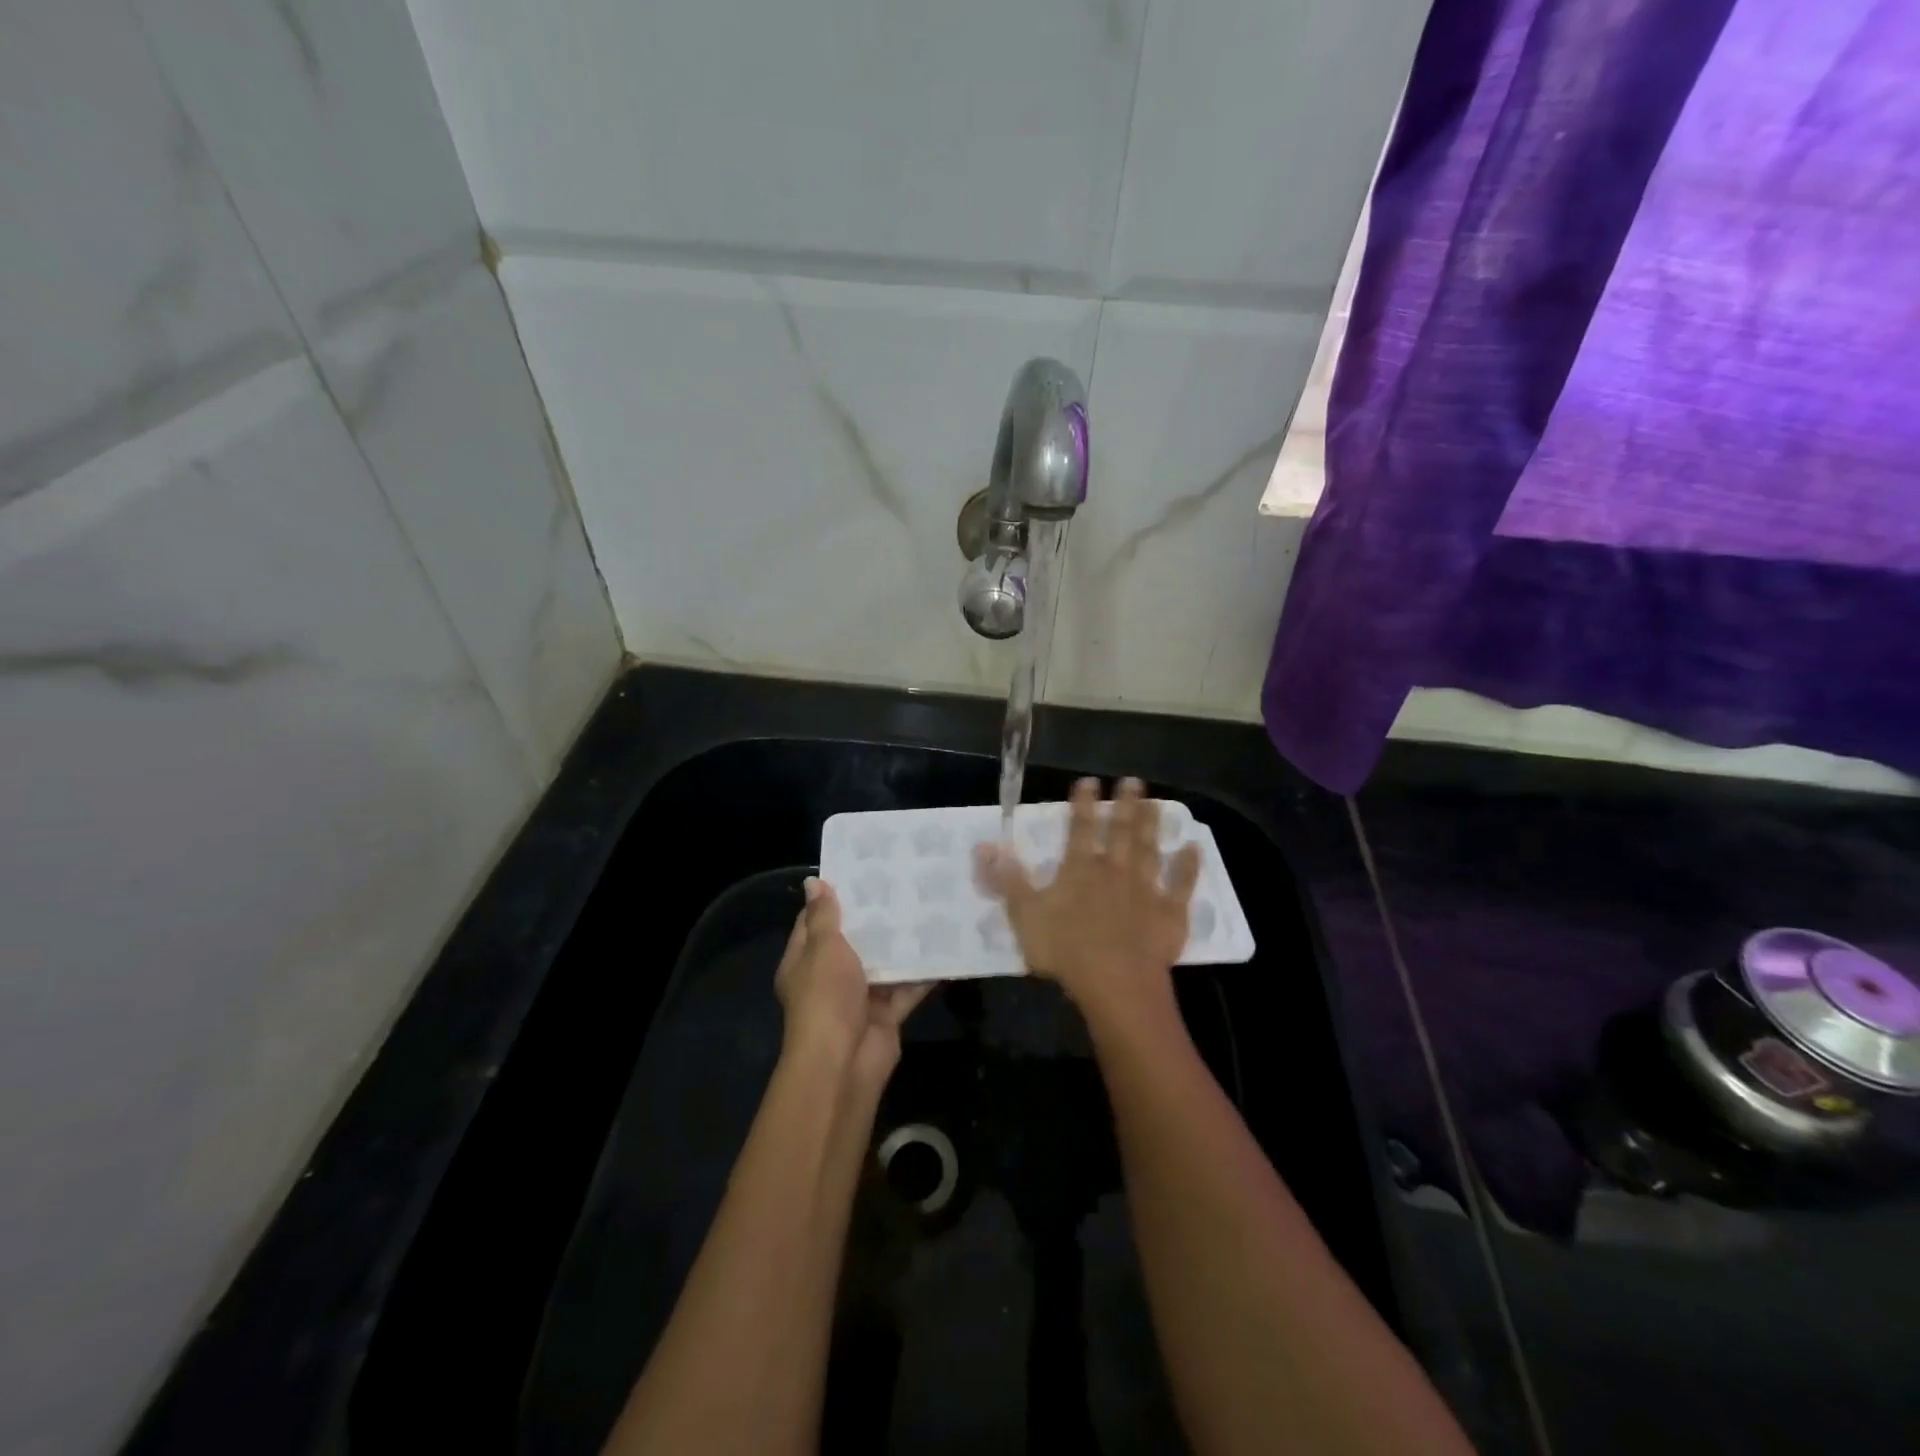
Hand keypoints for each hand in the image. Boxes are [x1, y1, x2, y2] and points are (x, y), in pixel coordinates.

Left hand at [776, 878, 929, 1087]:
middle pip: (853, 942)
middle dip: (876, 918)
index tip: (861, 872)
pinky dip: (923, 973)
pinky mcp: (886, 1015)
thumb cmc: (826, 997)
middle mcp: (830, 979)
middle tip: (904, 883)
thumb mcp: (823, 948)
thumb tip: (814, 881)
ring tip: (928, 907)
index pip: (815, 922)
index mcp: (804, 962)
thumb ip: (824, 916)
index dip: (834, 898)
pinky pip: (907, 988)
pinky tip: (945, 947)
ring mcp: (859, 998)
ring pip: (883, 964)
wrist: (844, 1062)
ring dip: (902, 944)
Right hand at [975, 777, 1200, 1028]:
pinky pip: (1181, 885)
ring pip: (1149, 850)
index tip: (1089, 781)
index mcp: (1079, 870)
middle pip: (1120, 832)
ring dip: (1152, 825)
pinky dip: (1188, 866)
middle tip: (1133, 780)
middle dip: (1125, 805)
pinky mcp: (1169, 913)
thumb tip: (986, 845)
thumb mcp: (1024, 915)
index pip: (1080, 828)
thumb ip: (1007, 879)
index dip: (1083, 804)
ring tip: (1156, 802)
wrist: (1116, 984)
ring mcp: (1145, 890)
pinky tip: (1193, 848)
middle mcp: (1114, 871)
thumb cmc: (1065, 951)